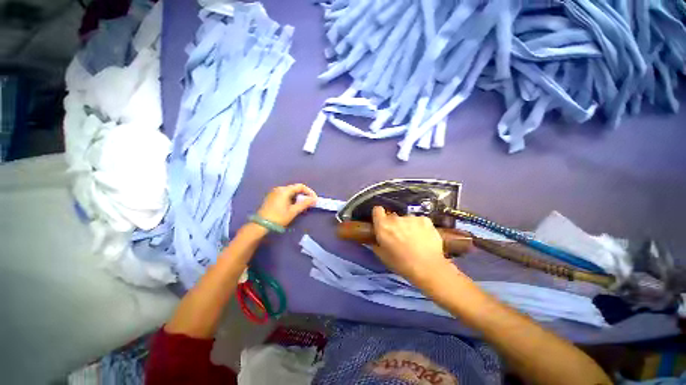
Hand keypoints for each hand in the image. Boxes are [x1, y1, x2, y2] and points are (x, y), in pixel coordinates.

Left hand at [257, 184, 317, 226]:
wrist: (261, 225)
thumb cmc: (278, 217)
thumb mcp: (293, 211)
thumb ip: (305, 204)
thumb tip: (315, 199)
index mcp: (284, 190)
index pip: (300, 186)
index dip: (309, 191)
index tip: (314, 199)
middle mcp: (279, 189)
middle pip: (295, 189)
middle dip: (303, 195)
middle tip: (309, 203)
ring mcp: (274, 192)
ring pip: (290, 192)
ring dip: (297, 197)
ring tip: (301, 206)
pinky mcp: (271, 197)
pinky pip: (284, 195)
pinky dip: (291, 199)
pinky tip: (292, 206)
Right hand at [372, 206, 456, 286]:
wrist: (428, 267)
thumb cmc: (401, 264)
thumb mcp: (383, 256)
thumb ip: (376, 244)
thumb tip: (376, 239)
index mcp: (383, 226)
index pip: (377, 210)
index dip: (379, 215)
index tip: (381, 222)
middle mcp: (395, 218)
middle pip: (392, 216)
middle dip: (394, 224)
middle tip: (399, 236)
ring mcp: (411, 217)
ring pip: (407, 219)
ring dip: (408, 226)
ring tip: (414, 239)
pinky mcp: (425, 219)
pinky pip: (419, 221)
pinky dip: (420, 227)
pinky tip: (424, 238)